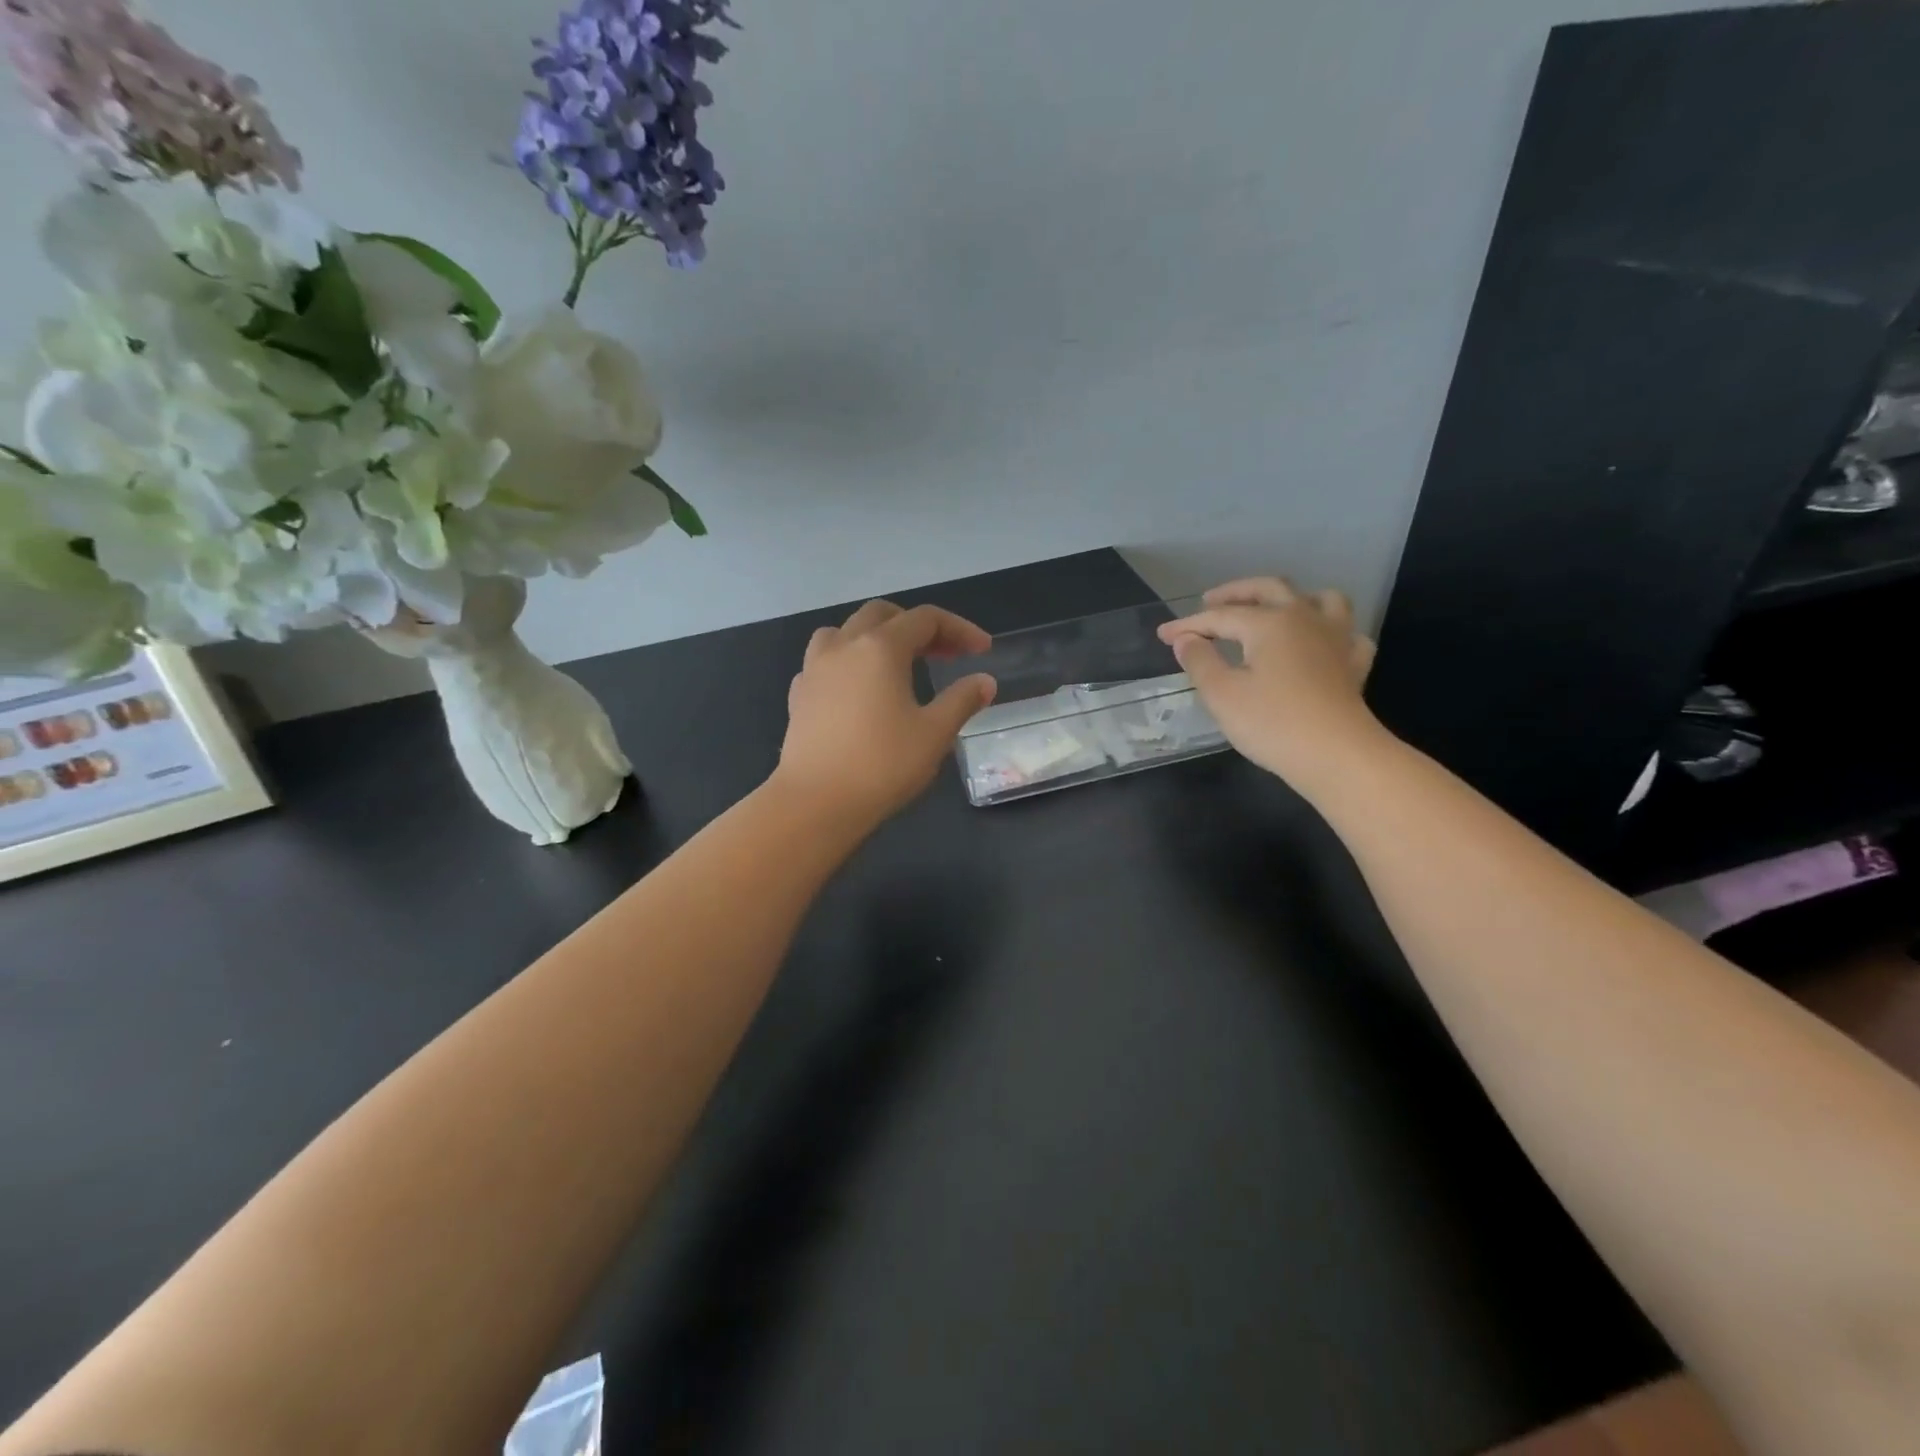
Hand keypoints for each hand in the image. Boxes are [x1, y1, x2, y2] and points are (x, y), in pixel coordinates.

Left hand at [774, 600, 997, 827]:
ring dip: (875, 637)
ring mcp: (814, 669)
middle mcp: (844, 647)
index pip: (925, 619)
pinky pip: (824, 662)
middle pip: (882, 615)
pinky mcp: (799, 696)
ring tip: (896, 663)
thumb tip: (984, 681)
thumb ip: (962, 700)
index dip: (959, 628)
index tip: (982, 650)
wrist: (816, 803)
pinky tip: (858, 690)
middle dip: (917, 627)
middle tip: (945, 654)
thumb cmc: (882, 765)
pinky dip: (848, 663)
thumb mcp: (935, 733)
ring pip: (844, 631)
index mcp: (880, 648)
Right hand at [1157, 577, 1381, 786]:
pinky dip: (1330, 631)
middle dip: (1236, 592)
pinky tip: (1319, 643)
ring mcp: (1336, 639)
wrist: (1336, 755)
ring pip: (1320, 599)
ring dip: (1293, 598)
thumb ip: (1200, 661)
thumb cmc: (1273, 724)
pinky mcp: (1354, 664)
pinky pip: (1346, 634)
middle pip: (1270, 589)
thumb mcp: (1222, 694)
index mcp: (1269, 623)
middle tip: (1210, 601)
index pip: (1220, 616)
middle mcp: (1305, 618)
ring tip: (1274, 609)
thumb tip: (1186, 640)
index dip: (1188, 624)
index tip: (1164, 635)